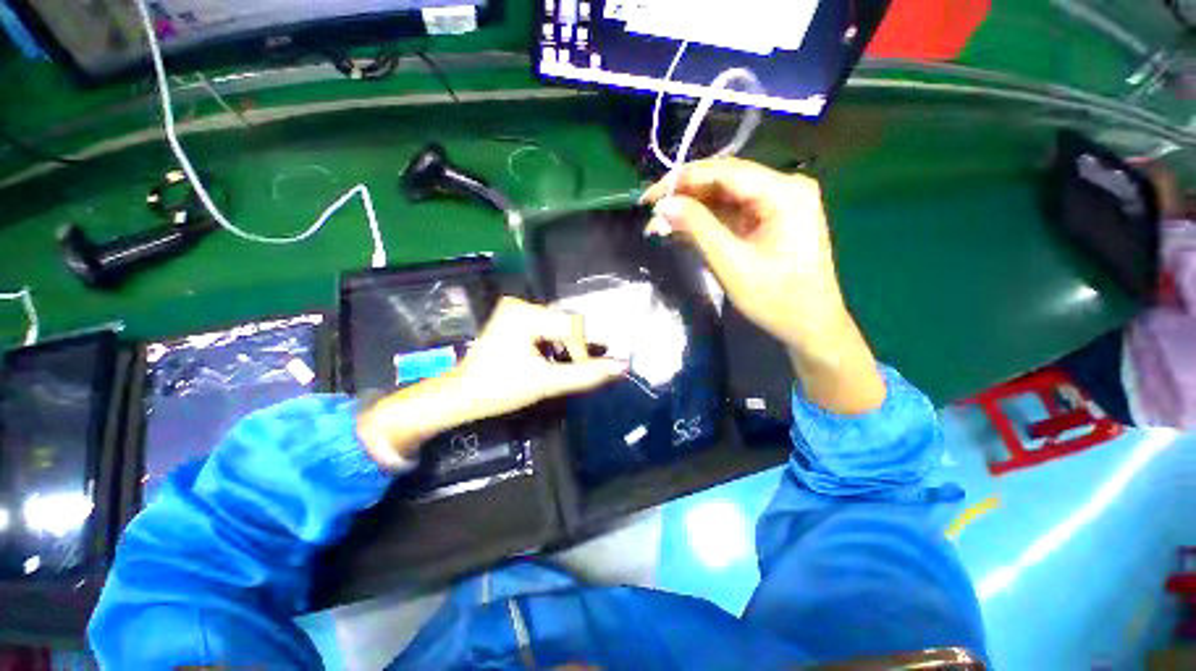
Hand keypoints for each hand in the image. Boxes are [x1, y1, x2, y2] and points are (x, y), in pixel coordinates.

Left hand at [453, 297, 628, 417]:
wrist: (462, 396)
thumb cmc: (501, 389)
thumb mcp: (547, 382)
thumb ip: (586, 373)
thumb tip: (623, 365)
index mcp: (525, 314)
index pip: (572, 325)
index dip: (581, 350)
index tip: (576, 371)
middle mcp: (520, 304)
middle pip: (565, 321)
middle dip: (572, 347)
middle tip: (567, 369)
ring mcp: (515, 309)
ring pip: (558, 324)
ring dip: (564, 345)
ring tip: (557, 365)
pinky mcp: (513, 317)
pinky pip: (546, 325)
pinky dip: (553, 341)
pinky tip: (547, 357)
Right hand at [642, 158, 885, 413]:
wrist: (809, 326)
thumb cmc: (776, 298)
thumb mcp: (731, 262)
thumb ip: (697, 228)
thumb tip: (663, 205)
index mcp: (783, 192)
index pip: (724, 172)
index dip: (682, 180)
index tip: (650, 197)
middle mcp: (783, 188)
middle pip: (723, 181)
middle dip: (684, 196)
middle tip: (652, 212)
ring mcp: (777, 204)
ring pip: (724, 197)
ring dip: (691, 210)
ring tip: (660, 225)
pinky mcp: (768, 221)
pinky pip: (731, 213)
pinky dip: (705, 222)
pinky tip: (681, 230)